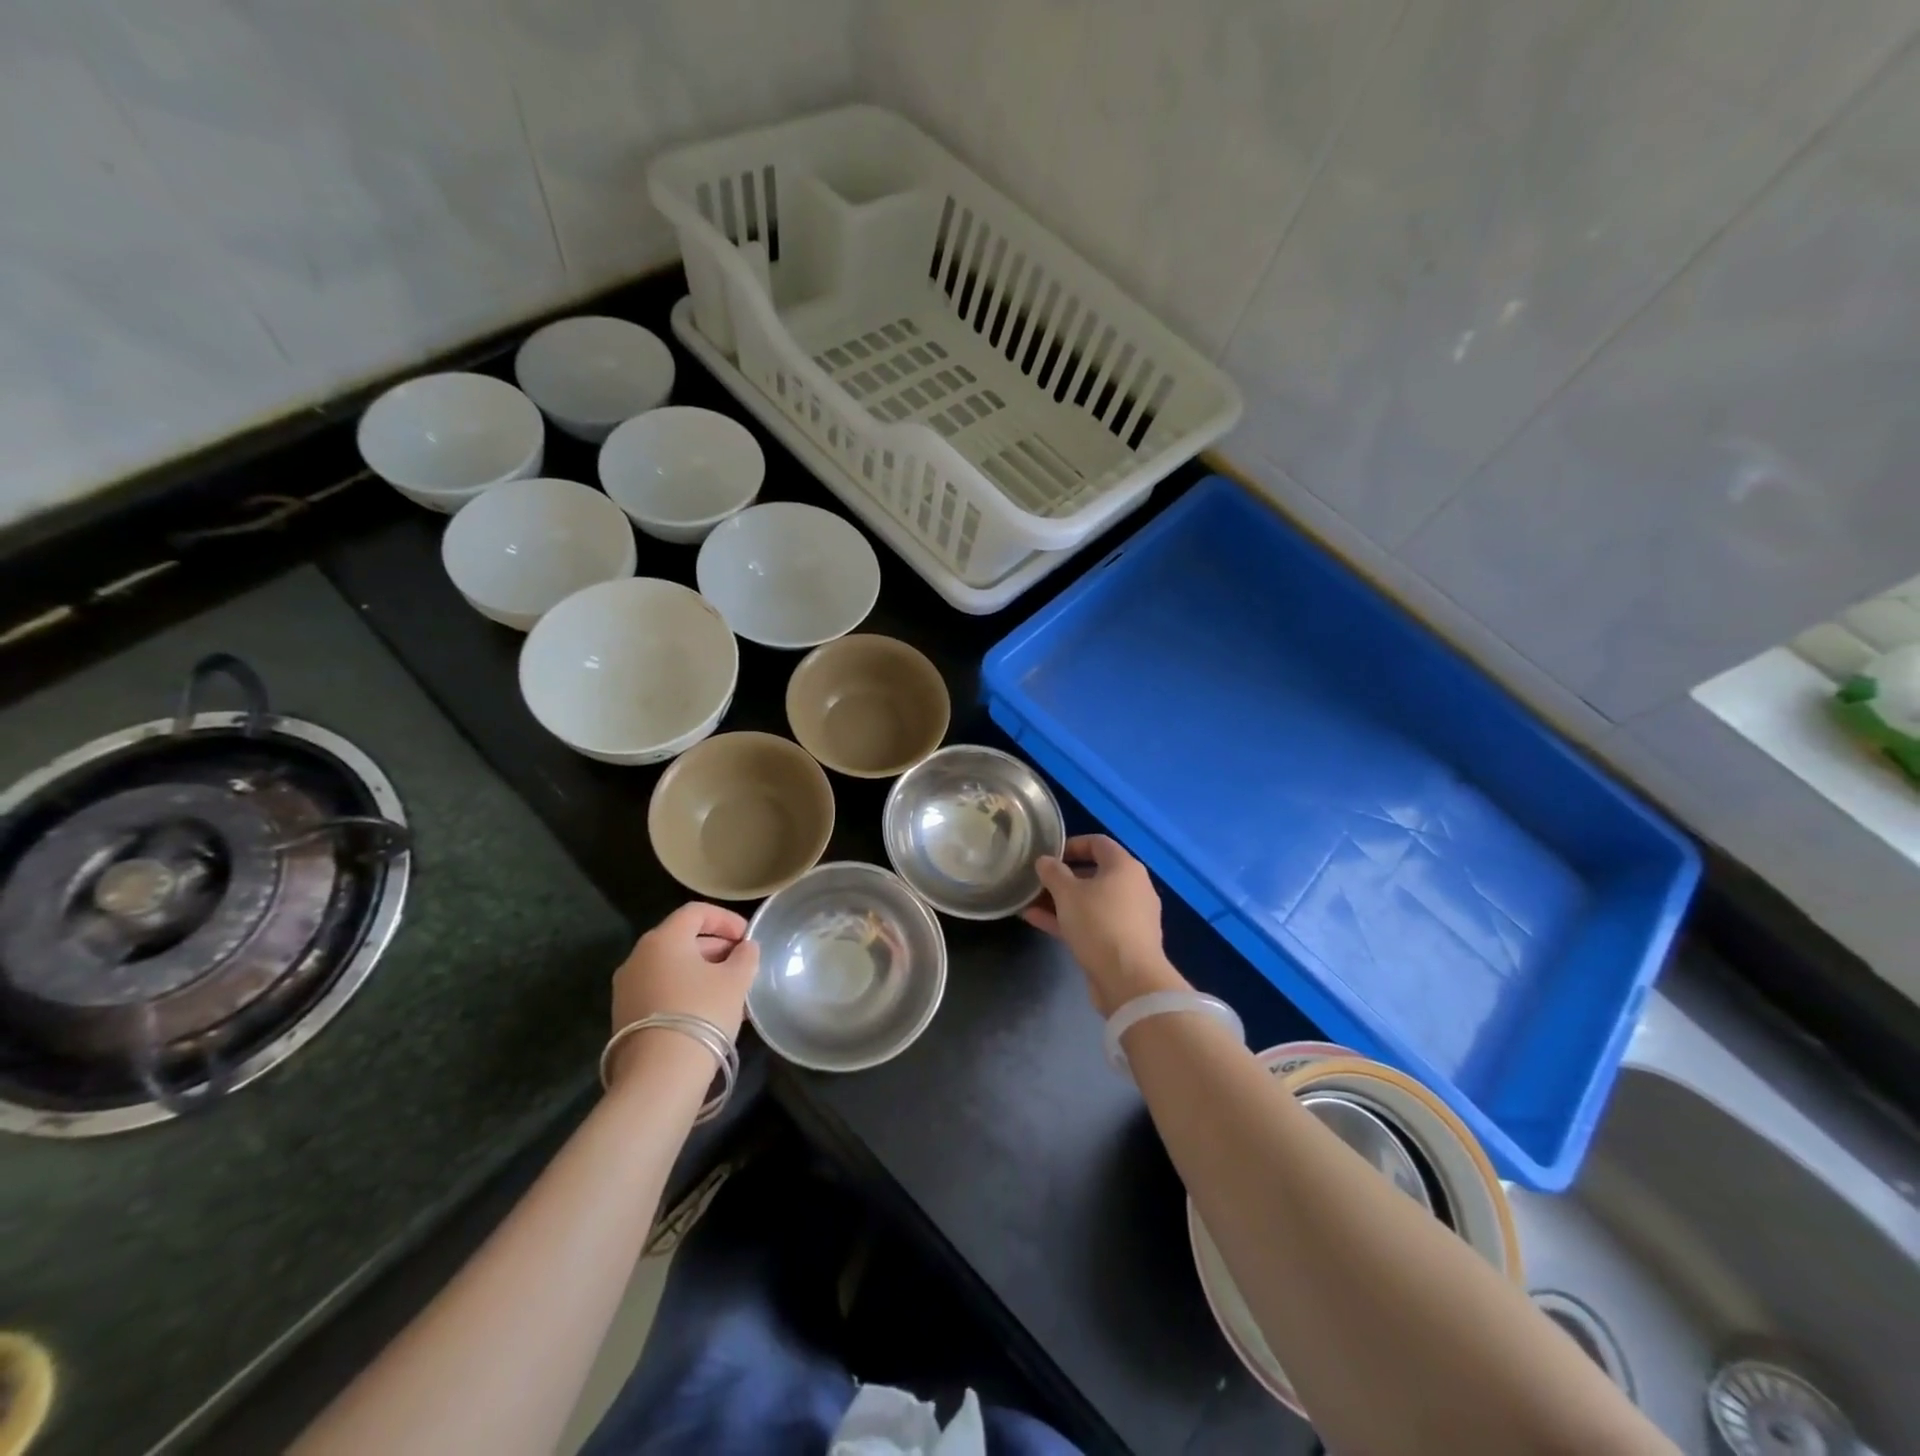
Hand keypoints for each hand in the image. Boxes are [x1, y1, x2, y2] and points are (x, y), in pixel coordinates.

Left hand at [611, 903, 759, 1043]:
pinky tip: (708, 1011)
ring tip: (730, 991)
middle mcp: (638, 957)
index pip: (696, 912)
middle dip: (715, 947)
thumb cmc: (702, 1013)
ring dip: (701, 972)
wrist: (659, 1075)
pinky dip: (684, 990)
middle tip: (741, 964)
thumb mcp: (736, 981)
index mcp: (664, 939)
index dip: (726, 919)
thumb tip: (745, 948)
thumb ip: (745, 957)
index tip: (747, 937)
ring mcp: (626, 987)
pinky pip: (660, 989)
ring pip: (671, 967)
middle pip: (681, 939)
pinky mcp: (624, 1015)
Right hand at [1024, 835, 1186, 1015]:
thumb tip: (1045, 861)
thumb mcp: (1068, 893)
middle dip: (1063, 877)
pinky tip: (1037, 922)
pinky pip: (1093, 923)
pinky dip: (1069, 920)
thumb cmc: (1099, 924)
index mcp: (1125, 867)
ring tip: (1030, 902)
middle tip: (1037, 881)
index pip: (1098, 843)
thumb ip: (1053, 873)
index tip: (1048, 855)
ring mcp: (1130, 917)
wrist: (1129, 980)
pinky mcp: (1124, 942)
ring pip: (1091, 901)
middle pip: (1094, 873)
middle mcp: (1133, 887)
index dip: (1071, 844)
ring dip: (1061, 901)